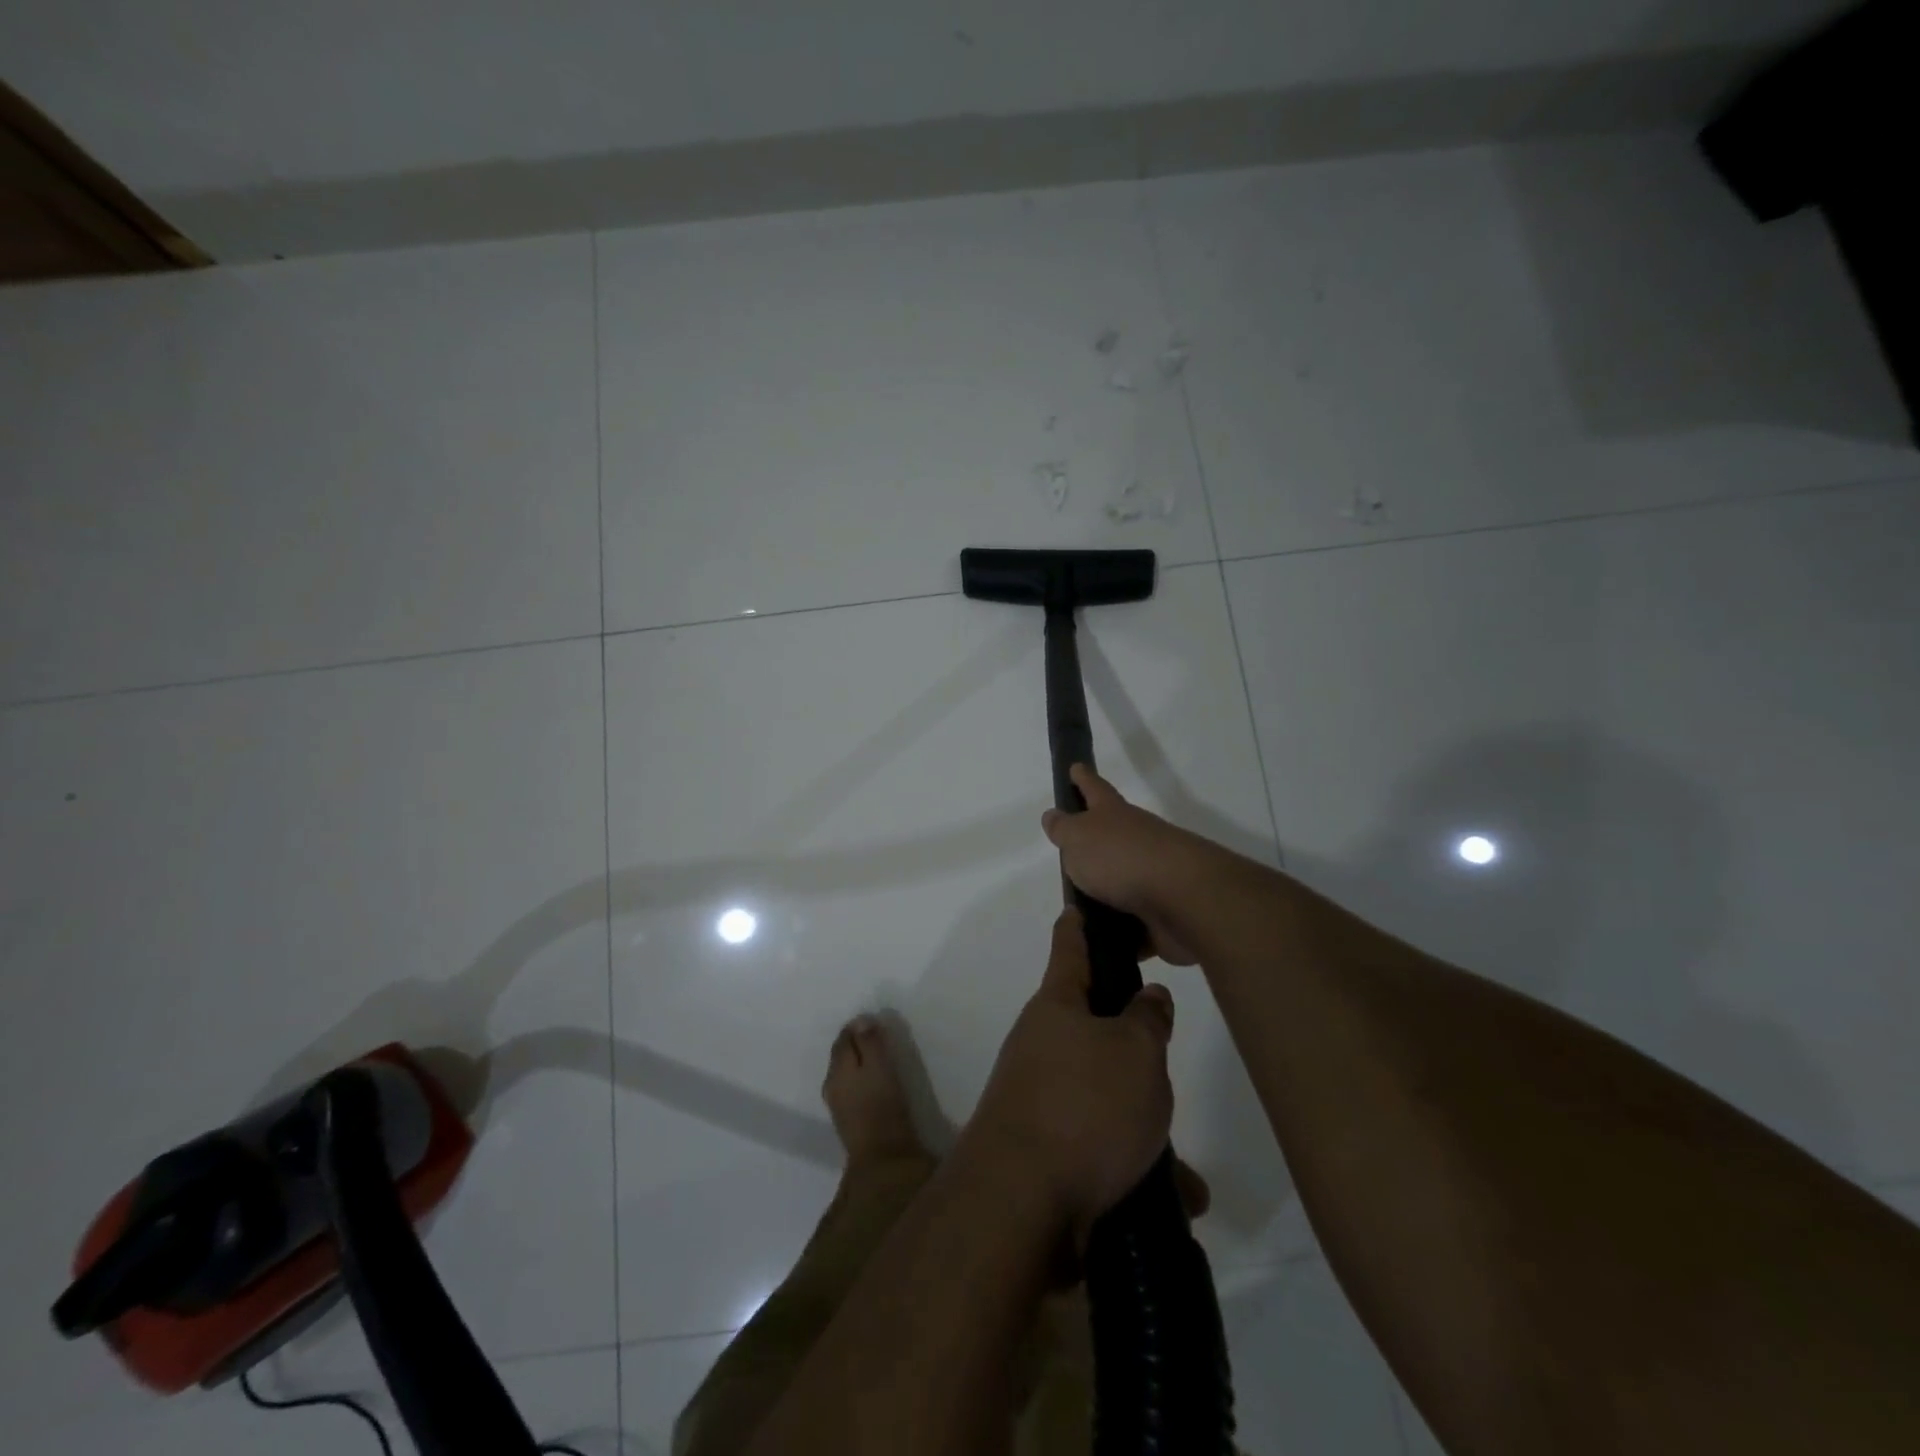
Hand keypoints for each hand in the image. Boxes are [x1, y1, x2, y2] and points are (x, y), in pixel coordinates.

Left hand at [966, 908, 1175, 1241]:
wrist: (1020, 1206)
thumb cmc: (1084, 1107)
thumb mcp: (1137, 1052)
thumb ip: (1148, 1019)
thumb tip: (1147, 997)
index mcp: (1057, 1006)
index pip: (1069, 948)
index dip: (1080, 924)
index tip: (1081, 905)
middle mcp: (1041, 1045)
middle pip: (1092, 1027)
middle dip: (1132, 1043)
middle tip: (1166, 1054)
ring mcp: (1039, 1098)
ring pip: (1104, 1096)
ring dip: (1143, 1122)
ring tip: (1188, 1170)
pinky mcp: (1045, 1150)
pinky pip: (1101, 1146)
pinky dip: (1135, 1167)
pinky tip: (1176, 1200)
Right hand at [1042, 765, 1205, 965]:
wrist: (1183, 899)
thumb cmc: (1121, 858)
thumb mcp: (1079, 838)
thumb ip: (1064, 829)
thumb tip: (1054, 815)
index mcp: (1114, 815)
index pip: (1094, 789)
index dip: (1083, 778)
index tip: (1075, 767)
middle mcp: (1137, 840)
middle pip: (1113, 836)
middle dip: (1095, 842)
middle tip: (1071, 853)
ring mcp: (1154, 877)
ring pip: (1124, 882)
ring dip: (1107, 894)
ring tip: (1079, 912)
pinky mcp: (1164, 914)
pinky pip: (1135, 925)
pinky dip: (1122, 934)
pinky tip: (1103, 946)